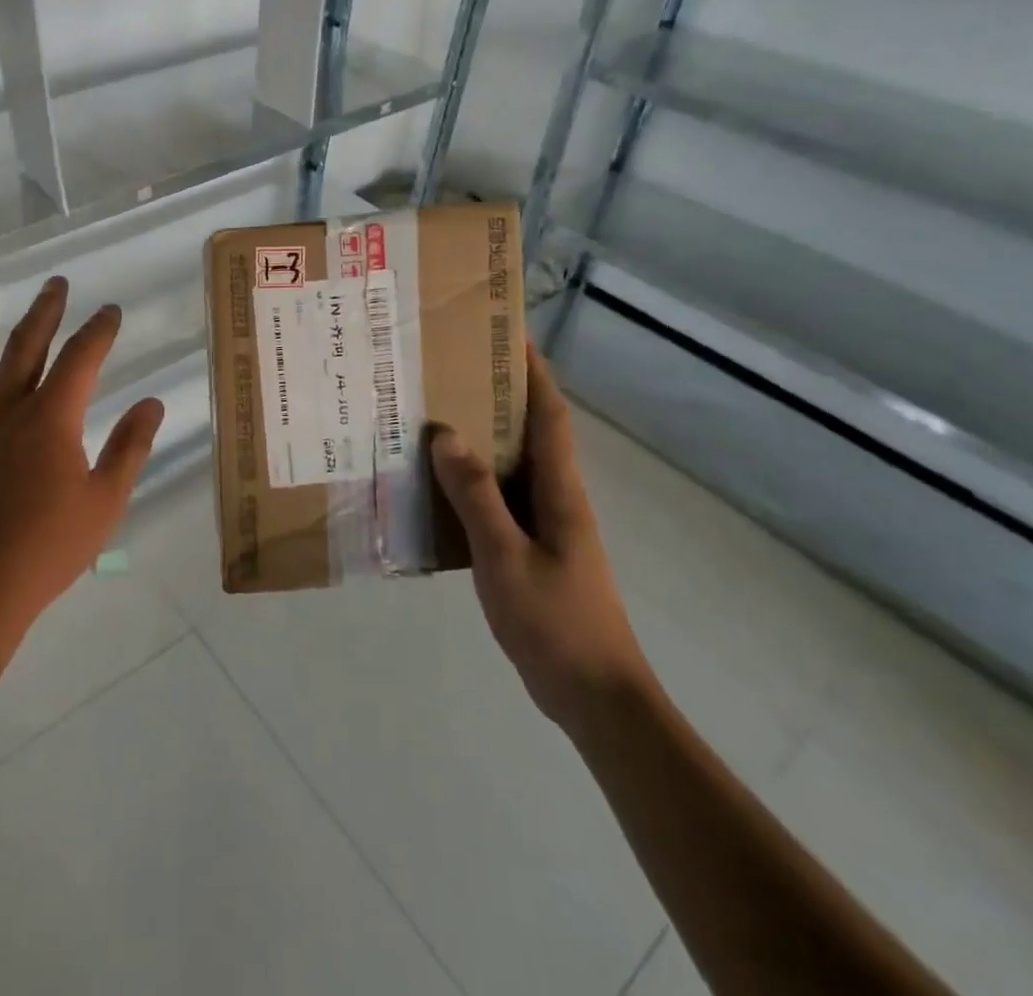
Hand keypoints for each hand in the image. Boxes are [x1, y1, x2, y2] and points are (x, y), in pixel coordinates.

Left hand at [0, 277, 164, 651]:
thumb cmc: (44, 552)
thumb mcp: (104, 503)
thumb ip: (129, 448)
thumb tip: (151, 403)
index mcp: (51, 418)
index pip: (81, 358)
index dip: (99, 330)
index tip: (110, 310)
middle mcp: (6, 409)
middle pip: (26, 346)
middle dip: (45, 311)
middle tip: (55, 282)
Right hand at [430, 340, 651, 734]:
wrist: (596, 698)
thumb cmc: (555, 623)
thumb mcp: (504, 557)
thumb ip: (476, 496)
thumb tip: (446, 434)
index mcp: (560, 491)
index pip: (550, 415)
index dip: (534, 372)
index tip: (509, 335)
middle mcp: (557, 498)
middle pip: (532, 432)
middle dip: (501, 395)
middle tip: (452, 371)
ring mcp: (547, 527)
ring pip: (513, 466)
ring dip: (483, 437)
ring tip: (436, 416)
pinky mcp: (533, 551)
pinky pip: (500, 500)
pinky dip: (474, 481)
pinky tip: (439, 486)